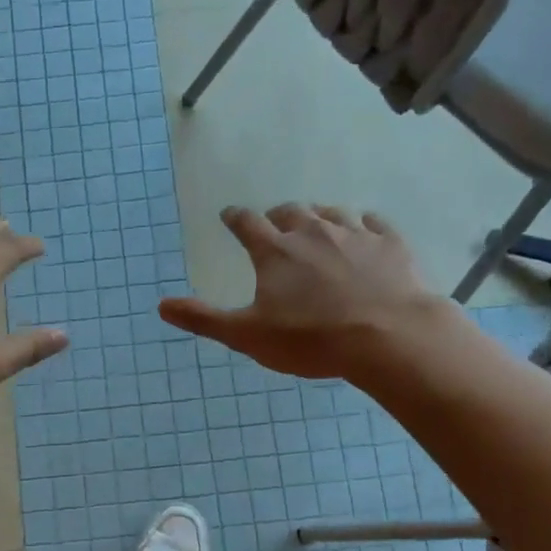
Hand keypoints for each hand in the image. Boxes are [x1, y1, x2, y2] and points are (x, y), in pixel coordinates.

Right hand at [159, 204, 442, 377]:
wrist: (389, 337)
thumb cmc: (311, 339)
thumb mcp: (247, 335)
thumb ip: (204, 319)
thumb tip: (161, 305)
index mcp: (274, 251)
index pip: (246, 223)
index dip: (234, 218)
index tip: (229, 215)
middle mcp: (312, 232)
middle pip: (290, 212)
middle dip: (278, 215)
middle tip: (274, 224)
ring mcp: (354, 234)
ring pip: (331, 213)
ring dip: (319, 217)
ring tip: (317, 225)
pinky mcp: (390, 244)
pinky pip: (374, 222)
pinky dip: (364, 224)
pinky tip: (365, 230)